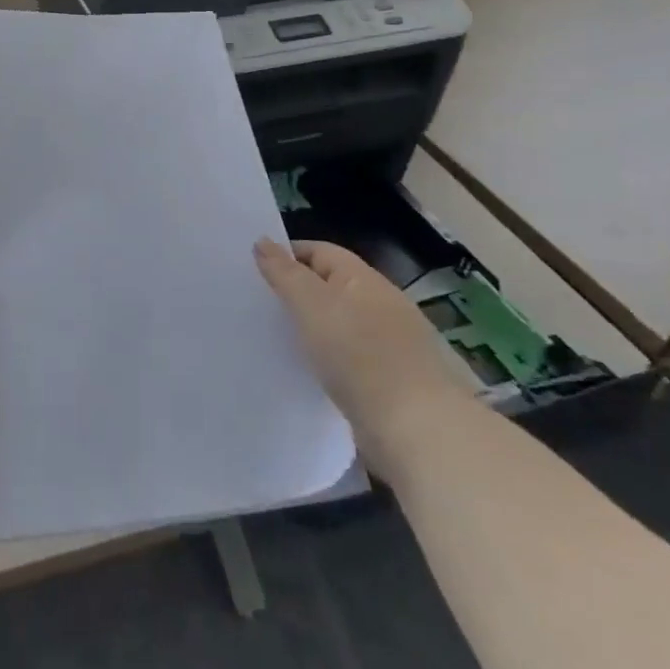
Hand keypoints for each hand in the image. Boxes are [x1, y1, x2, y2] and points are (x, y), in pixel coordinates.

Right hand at [256, 238, 469, 463]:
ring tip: (276, 338)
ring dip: (312, 327)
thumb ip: (284, 273)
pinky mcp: (391, 379)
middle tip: (259, 304)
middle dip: (297, 292)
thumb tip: (263, 240)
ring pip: (339, 323)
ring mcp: (390, 342)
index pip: (320, 251)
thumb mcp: (311, 305)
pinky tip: (309, 371)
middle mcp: (380, 303)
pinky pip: (349, 356)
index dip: (287, 255)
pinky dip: (327, 358)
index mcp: (363, 278)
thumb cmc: (358, 354)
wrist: (416, 427)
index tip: (254, 271)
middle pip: (330, 286)